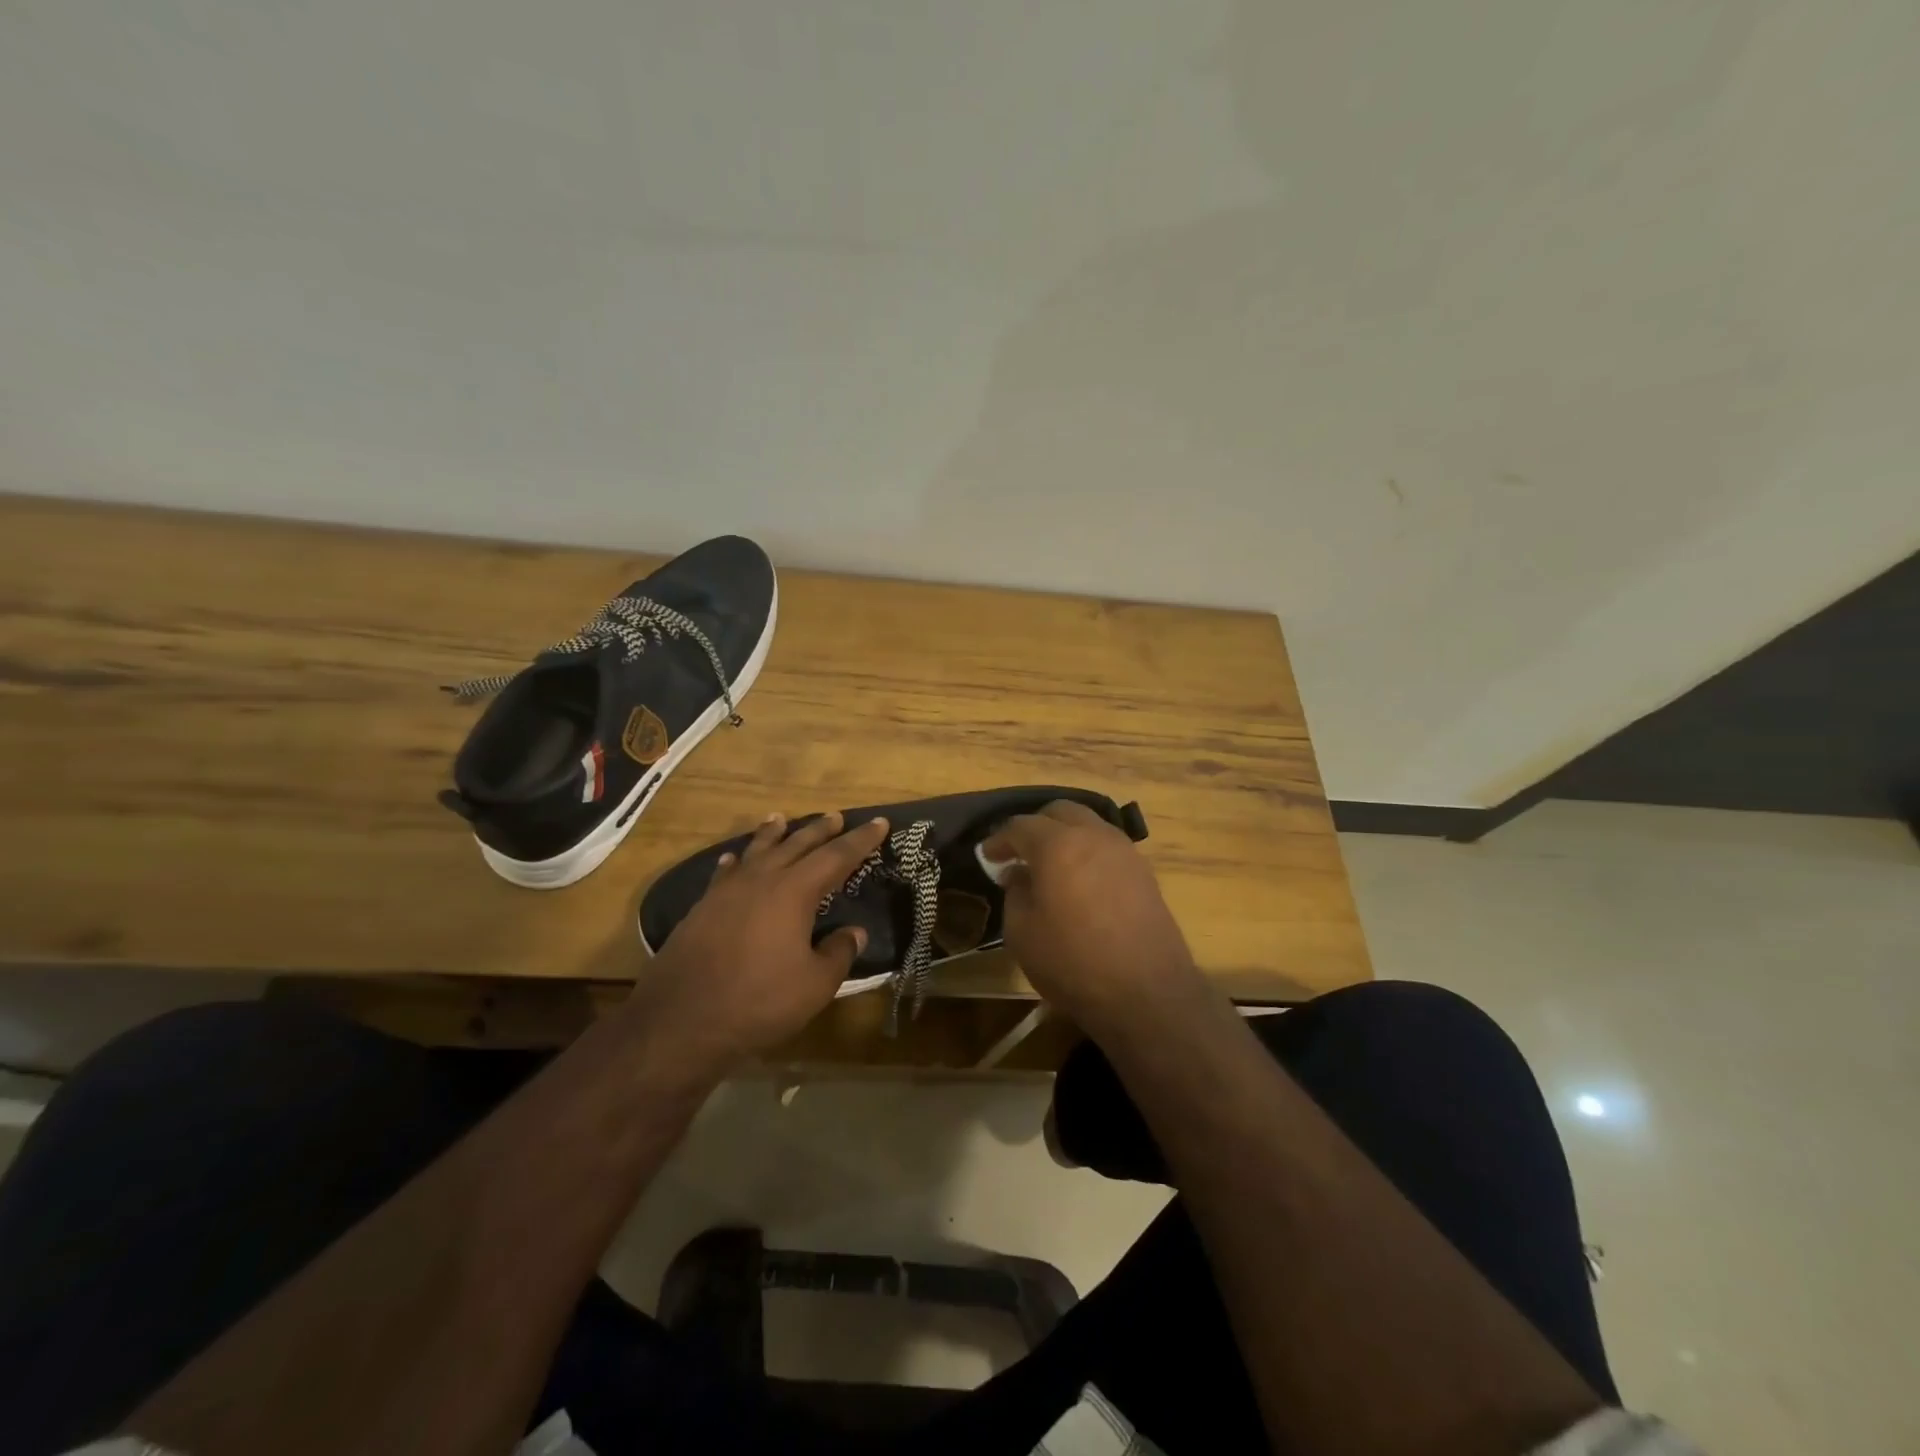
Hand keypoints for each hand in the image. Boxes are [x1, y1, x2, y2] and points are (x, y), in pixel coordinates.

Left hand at [638, 810, 889, 1070]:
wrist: (681, 1021)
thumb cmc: (758, 1001)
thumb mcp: (815, 984)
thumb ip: (839, 953)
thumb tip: (855, 932)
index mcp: (794, 892)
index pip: (836, 856)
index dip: (861, 840)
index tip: (880, 823)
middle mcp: (761, 880)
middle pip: (796, 845)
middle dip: (820, 830)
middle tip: (836, 816)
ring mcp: (727, 892)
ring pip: (756, 851)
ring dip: (773, 834)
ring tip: (781, 818)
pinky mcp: (702, 909)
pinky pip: (725, 873)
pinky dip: (735, 862)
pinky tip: (733, 860)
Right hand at [982, 800, 1207, 1038]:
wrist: (1146, 994)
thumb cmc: (1073, 963)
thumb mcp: (1022, 933)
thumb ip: (1015, 893)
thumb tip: (1020, 875)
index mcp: (1058, 844)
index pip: (1021, 826)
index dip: (999, 839)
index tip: (988, 856)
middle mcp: (1093, 835)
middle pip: (1060, 811)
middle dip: (1036, 825)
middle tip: (1019, 852)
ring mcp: (1124, 851)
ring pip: (1089, 824)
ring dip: (1066, 835)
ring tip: (1051, 864)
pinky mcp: (1144, 872)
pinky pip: (1108, 846)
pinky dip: (1088, 851)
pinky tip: (1080, 879)